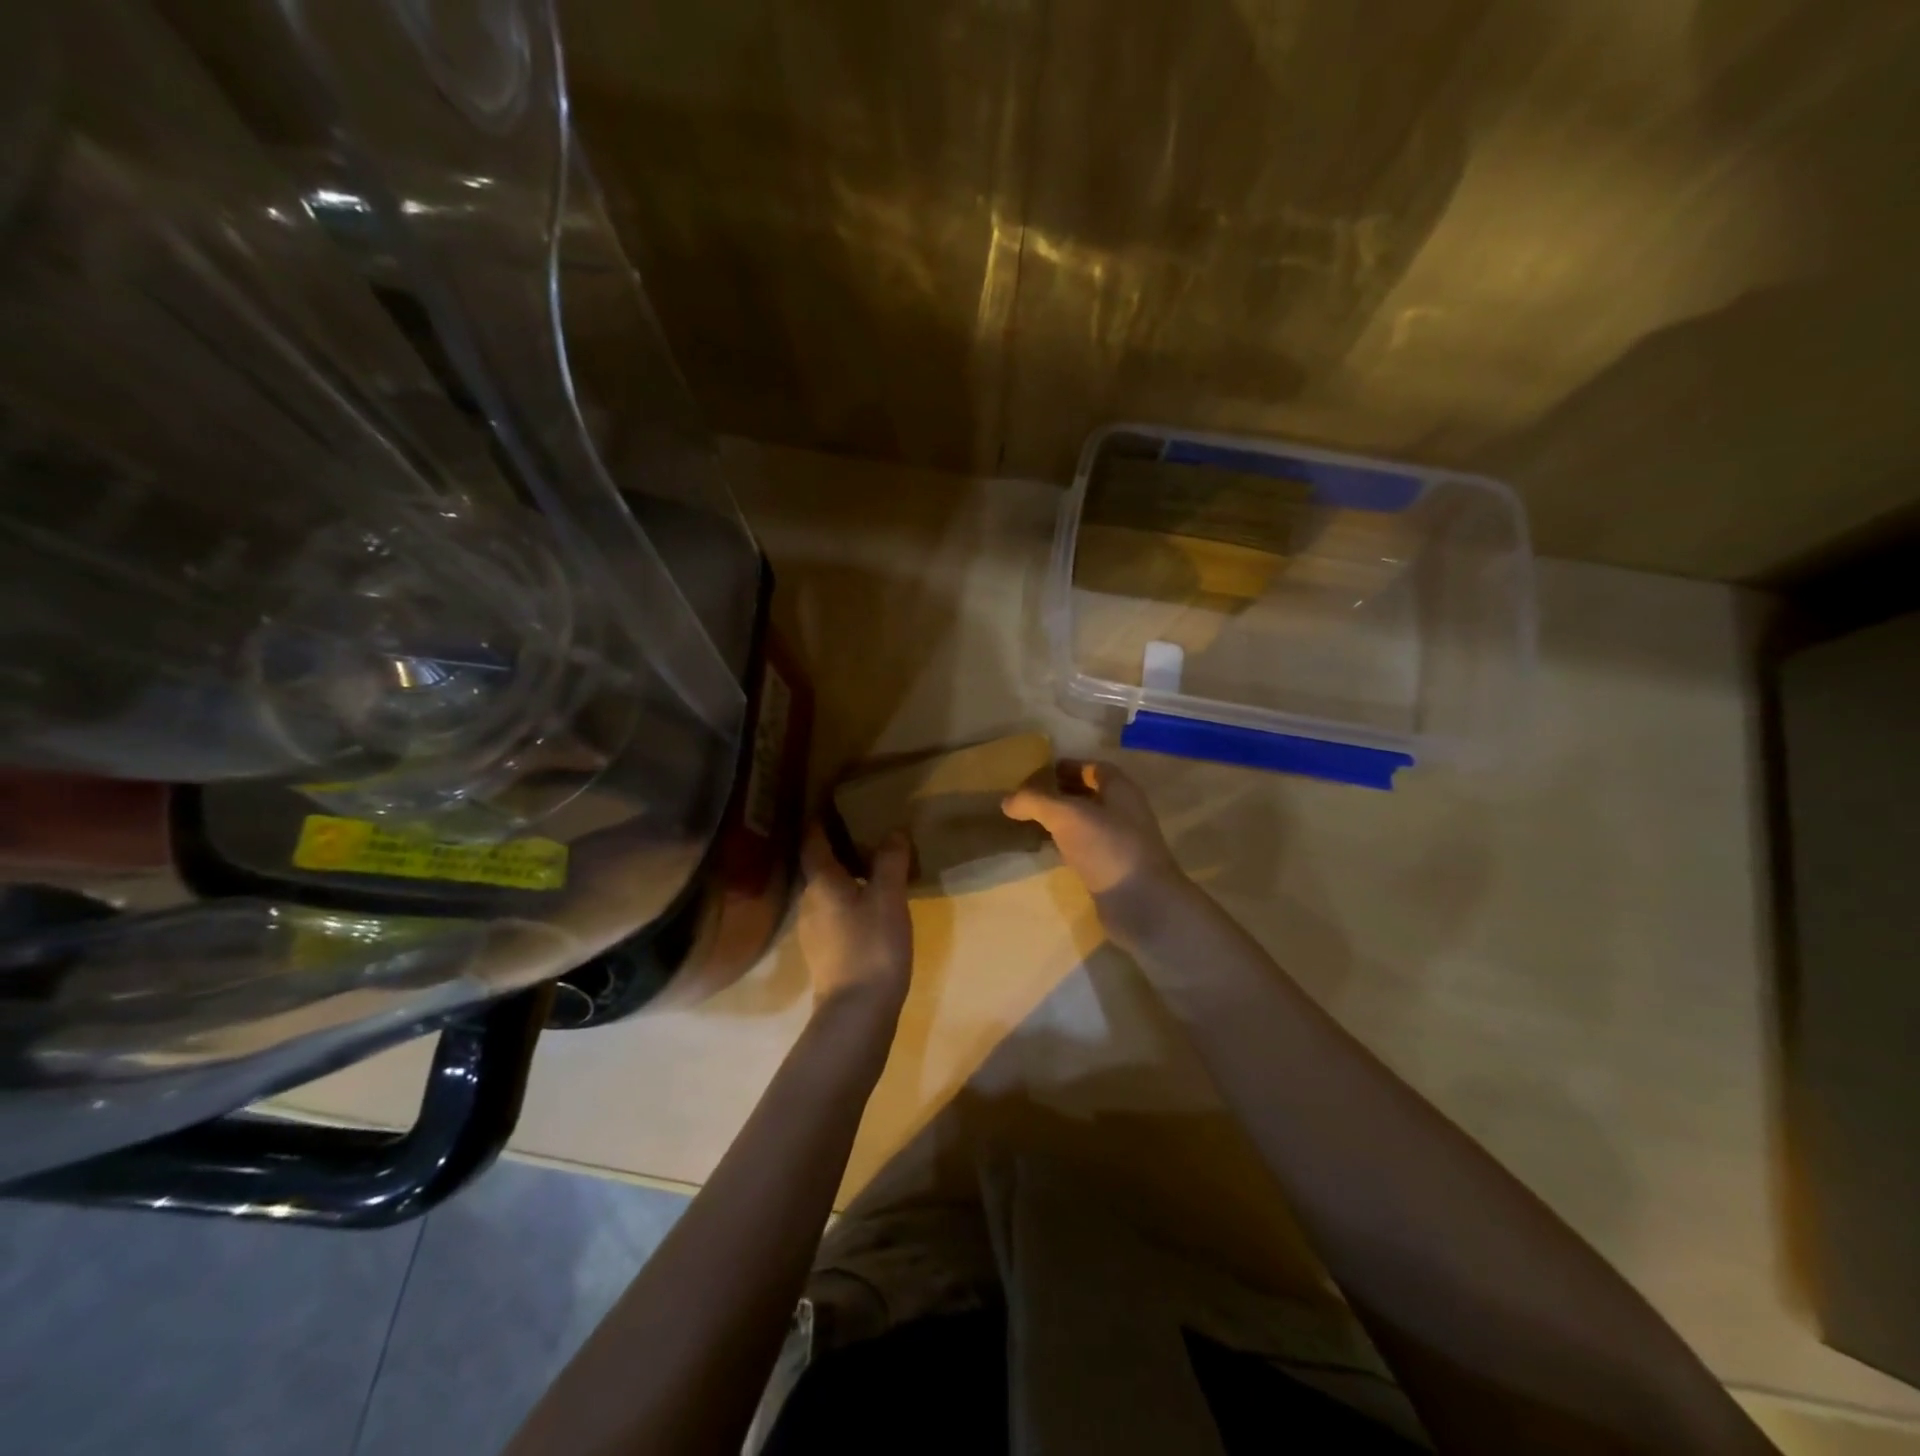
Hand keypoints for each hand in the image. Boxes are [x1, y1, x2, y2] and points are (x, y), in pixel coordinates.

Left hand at [796, 823, 912, 1025]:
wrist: (857, 1011)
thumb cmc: (872, 945)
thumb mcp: (888, 897)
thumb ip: (890, 862)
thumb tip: (893, 832)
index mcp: (820, 883)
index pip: (813, 842)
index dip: (819, 822)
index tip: (828, 804)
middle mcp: (809, 902)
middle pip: (818, 867)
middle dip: (836, 848)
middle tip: (861, 831)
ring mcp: (813, 930)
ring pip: (826, 892)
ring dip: (844, 876)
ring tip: (870, 866)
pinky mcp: (824, 952)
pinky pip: (834, 913)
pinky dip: (848, 900)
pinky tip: (868, 905)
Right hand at [1002, 758, 1185, 910]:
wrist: (1142, 904)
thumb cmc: (1107, 847)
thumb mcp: (1066, 815)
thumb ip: (1035, 801)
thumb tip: (1007, 800)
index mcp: (1120, 789)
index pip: (1092, 767)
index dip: (1066, 766)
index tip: (1037, 772)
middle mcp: (1123, 811)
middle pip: (1089, 794)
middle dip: (1060, 793)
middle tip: (1026, 797)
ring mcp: (1119, 842)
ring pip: (1086, 823)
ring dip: (1061, 821)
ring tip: (1030, 821)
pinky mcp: (1112, 869)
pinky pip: (1085, 848)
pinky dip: (1066, 845)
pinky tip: (1046, 850)